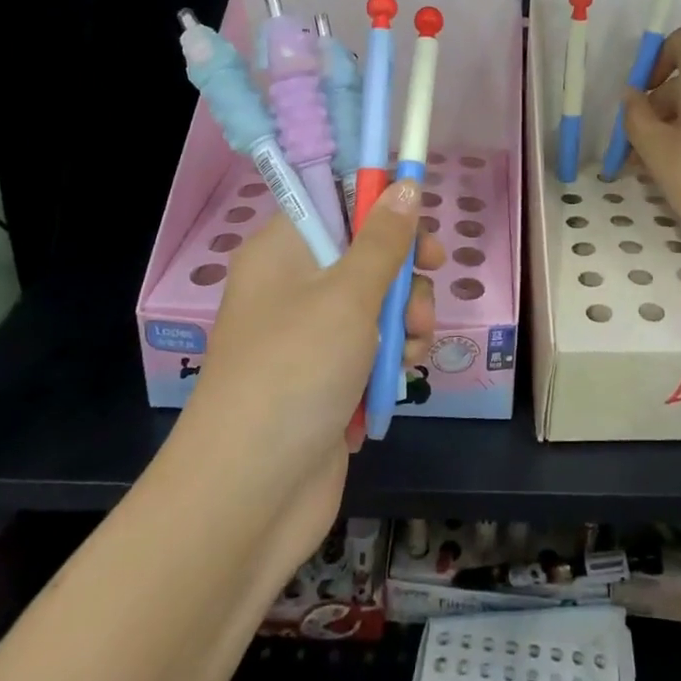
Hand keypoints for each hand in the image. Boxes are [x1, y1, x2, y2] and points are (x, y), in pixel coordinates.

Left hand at [180, 180, 439, 561]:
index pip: (335, 202)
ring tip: (415, 346)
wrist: (249, 496)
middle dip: (405, 272)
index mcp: (283, 251)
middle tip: (431, 281)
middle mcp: (293, 286)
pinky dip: (391, 356)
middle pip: (364, 253)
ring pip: (376, 303)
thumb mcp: (348, 295)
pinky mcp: (326, 379)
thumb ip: (384, 239)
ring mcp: (309, 336)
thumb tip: (405, 184)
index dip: (381, 205)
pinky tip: (403, 375)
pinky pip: (371, 348)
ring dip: (406, 319)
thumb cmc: (296, 372)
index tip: (420, 222)